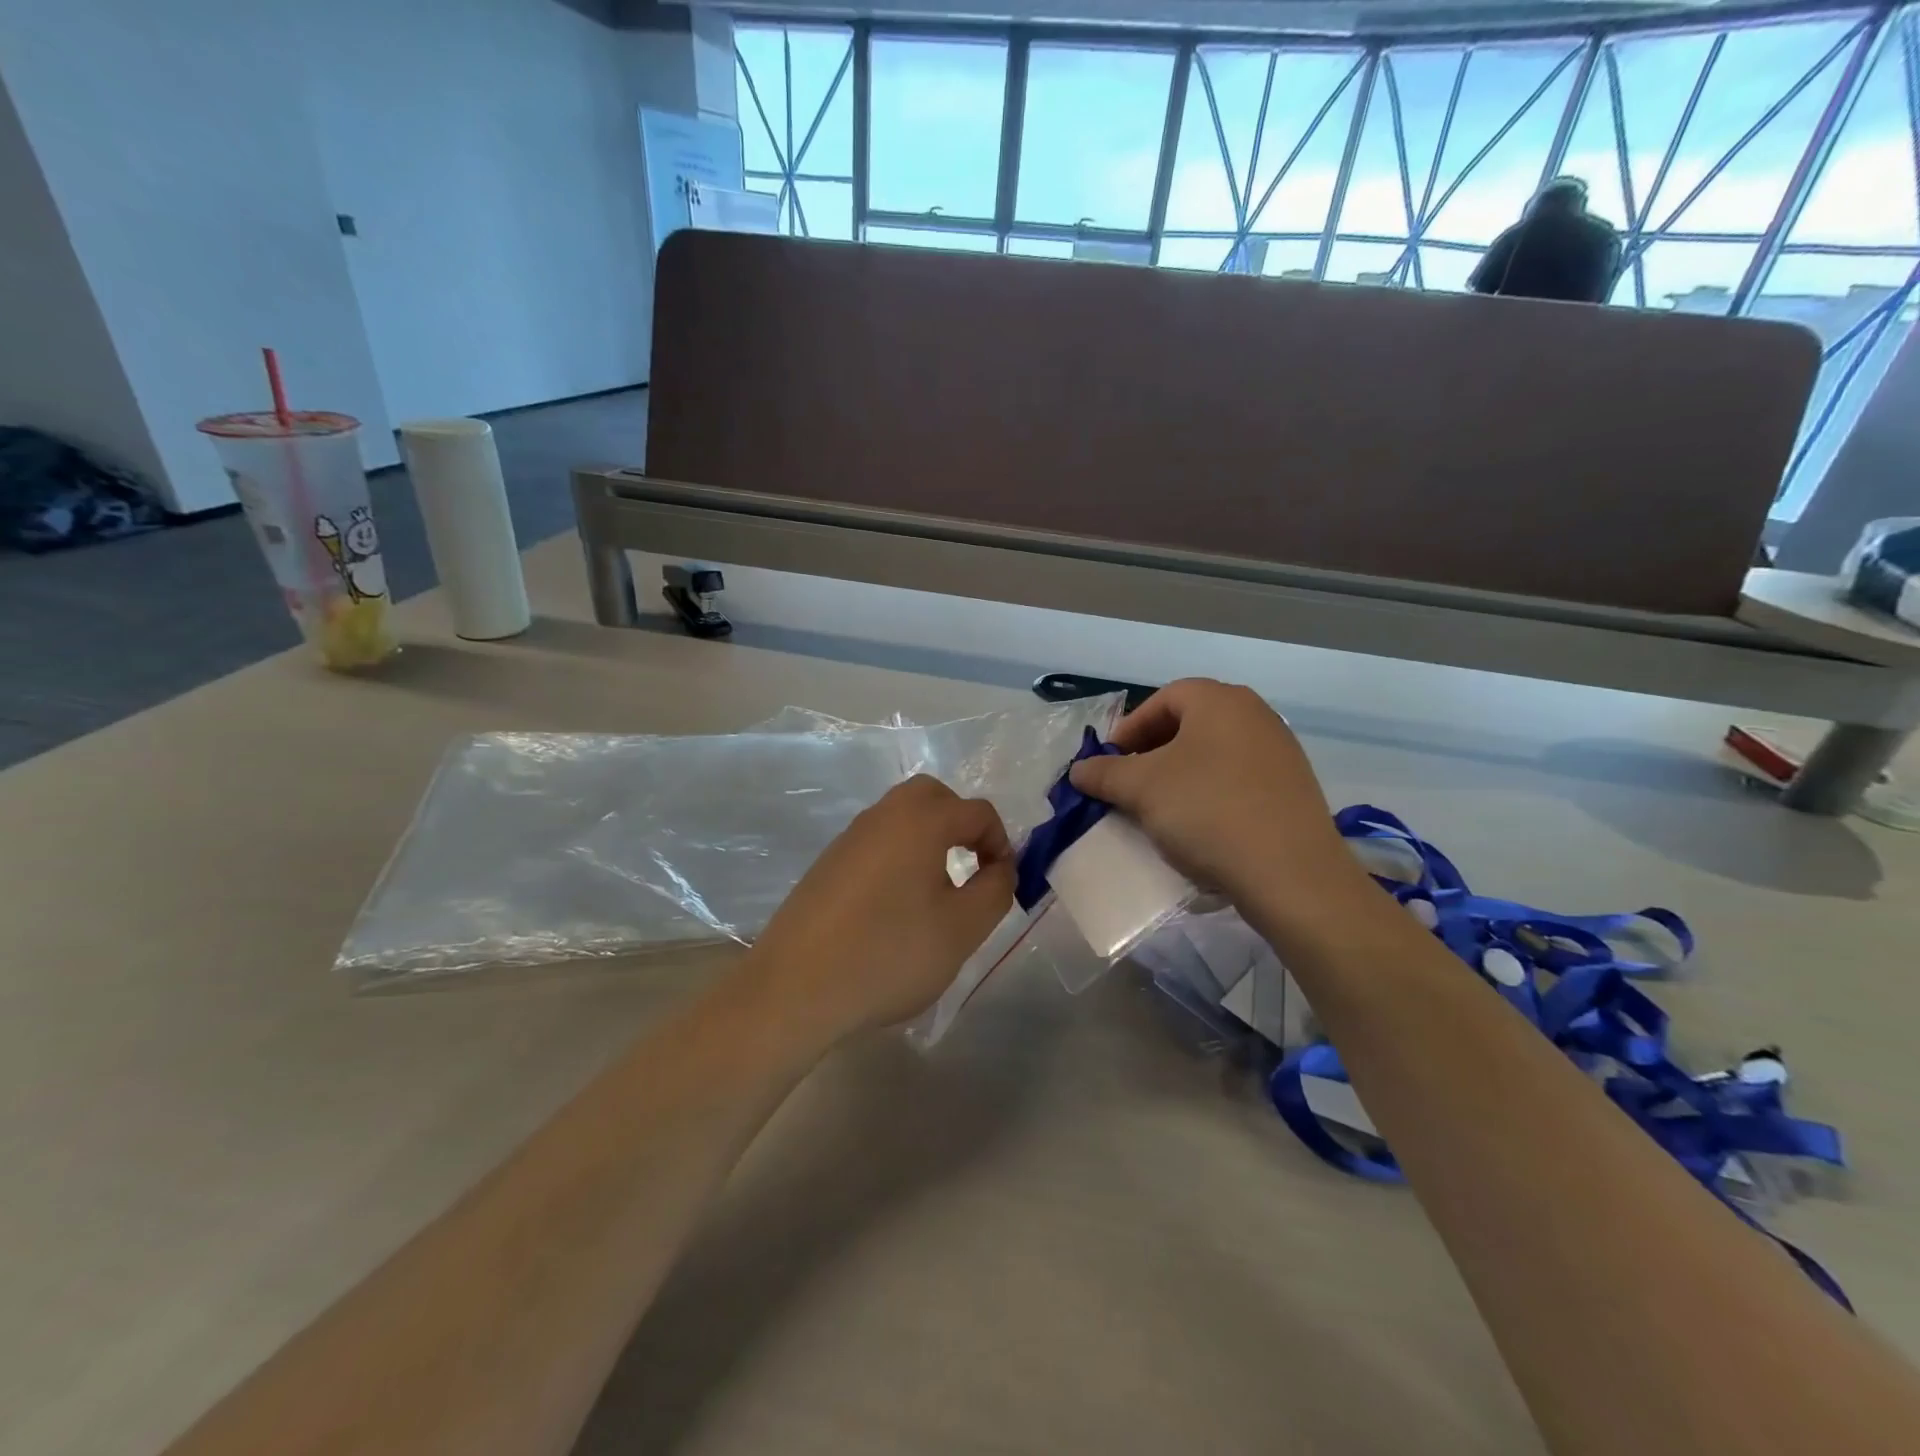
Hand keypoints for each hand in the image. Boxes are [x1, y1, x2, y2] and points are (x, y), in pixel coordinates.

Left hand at [746, 775, 1015, 1043]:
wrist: (795, 988)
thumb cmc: (889, 954)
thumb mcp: (962, 929)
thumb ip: (995, 889)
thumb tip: (1000, 868)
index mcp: (920, 820)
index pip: (977, 811)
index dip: (1001, 843)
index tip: (1002, 884)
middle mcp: (883, 816)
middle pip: (933, 797)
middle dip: (961, 824)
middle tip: (971, 866)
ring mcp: (849, 838)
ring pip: (901, 818)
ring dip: (929, 840)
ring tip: (937, 891)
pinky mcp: (827, 864)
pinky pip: (876, 843)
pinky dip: (898, 857)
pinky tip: (895, 907)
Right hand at [1067, 679, 1369, 933]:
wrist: (1290, 873)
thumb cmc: (1208, 811)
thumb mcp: (1142, 789)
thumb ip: (1104, 773)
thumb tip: (1079, 769)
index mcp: (1220, 700)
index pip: (1163, 699)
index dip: (1129, 728)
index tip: (1110, 762)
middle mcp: (1256, 714)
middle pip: (1190, 723)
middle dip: (1152, 752)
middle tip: (1130, 784)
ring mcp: (1280, 752)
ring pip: (1214, 753)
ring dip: (1180, 775)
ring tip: (1160, 808)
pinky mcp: (1294, 789)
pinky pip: (1238, 779)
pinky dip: (1211, 793)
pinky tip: (1200, 826)